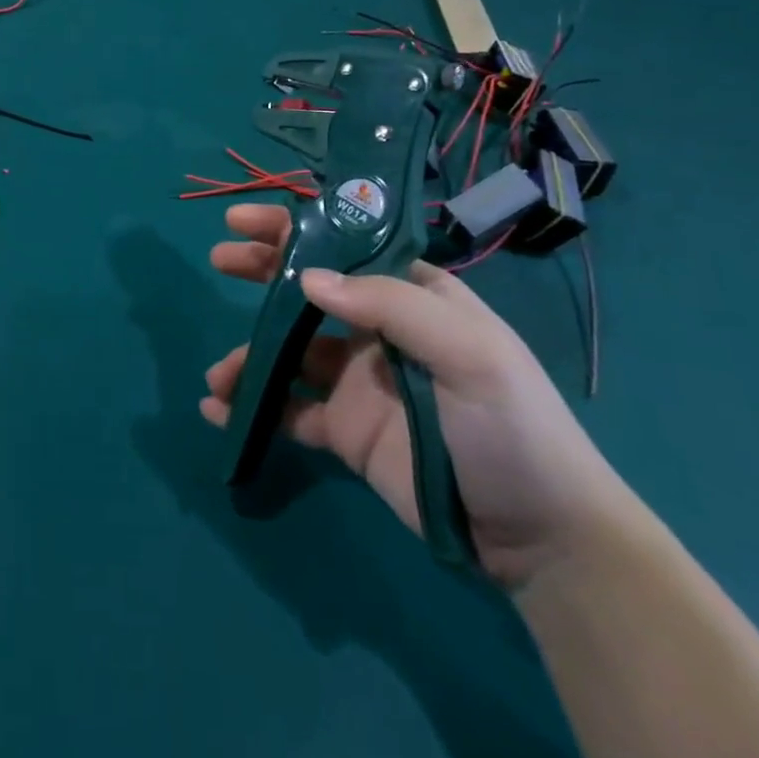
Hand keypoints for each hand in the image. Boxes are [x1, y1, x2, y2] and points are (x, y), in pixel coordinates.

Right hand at [201, 203, 637, 587]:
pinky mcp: (346, 431)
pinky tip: (221, 412)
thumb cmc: (510, 427)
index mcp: (412, 298)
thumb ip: (390, 306)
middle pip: (308, 291)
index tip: (243, 220)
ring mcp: (358, 382)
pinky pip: (288, 410)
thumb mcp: (469, 354)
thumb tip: (307, 280)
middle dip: (262, 272)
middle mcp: (378, 331)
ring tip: (218, 375)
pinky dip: (253, 408)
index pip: (346, 248)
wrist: (540, 537)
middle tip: (219, 260)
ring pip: (288, 353)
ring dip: (249, 356)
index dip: (294, 229)